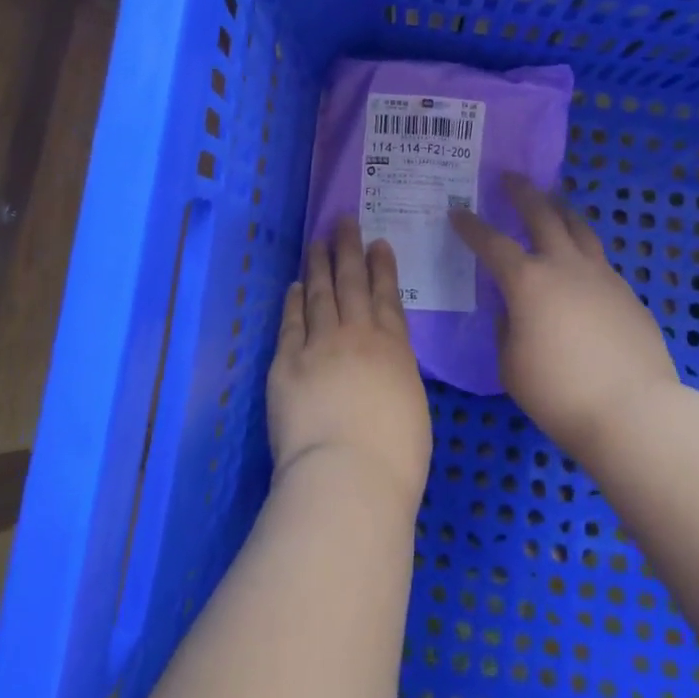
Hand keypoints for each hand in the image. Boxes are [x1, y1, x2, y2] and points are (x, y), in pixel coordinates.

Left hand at [267, 219, 431, 516]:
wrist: (348, 475)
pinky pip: (291, 323)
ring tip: (317, 242)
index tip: (377, 243)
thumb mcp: (412, 406)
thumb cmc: (396, 456)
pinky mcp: (286, 362)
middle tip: (344, 222)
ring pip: (319, 294)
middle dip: (348, 250)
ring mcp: (318, 345)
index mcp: (393, 348)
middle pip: (351, 283)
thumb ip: (395, 375)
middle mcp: (356, 336)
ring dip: (318, 266)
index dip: (382, 267)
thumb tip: (382, 366)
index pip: (387, 296)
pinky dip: (293, 301)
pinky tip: (293, 286)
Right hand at [451, 174, 679, 460]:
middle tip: (511, 178)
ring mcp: (603, 277)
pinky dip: (584, 251)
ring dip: (561, 210)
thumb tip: (515, 312)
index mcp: (528, 281)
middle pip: (543, 215)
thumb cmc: (559, 392)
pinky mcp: (629, 295)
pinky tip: (581, 266)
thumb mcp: (511, 364)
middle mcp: (565, 267)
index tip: (457, 212)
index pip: (492, 243)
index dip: (471, 226)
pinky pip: (601, 261)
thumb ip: (506, 329)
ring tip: (553, 202)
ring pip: (580, 229)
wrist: (635, 412)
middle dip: (523, 194)